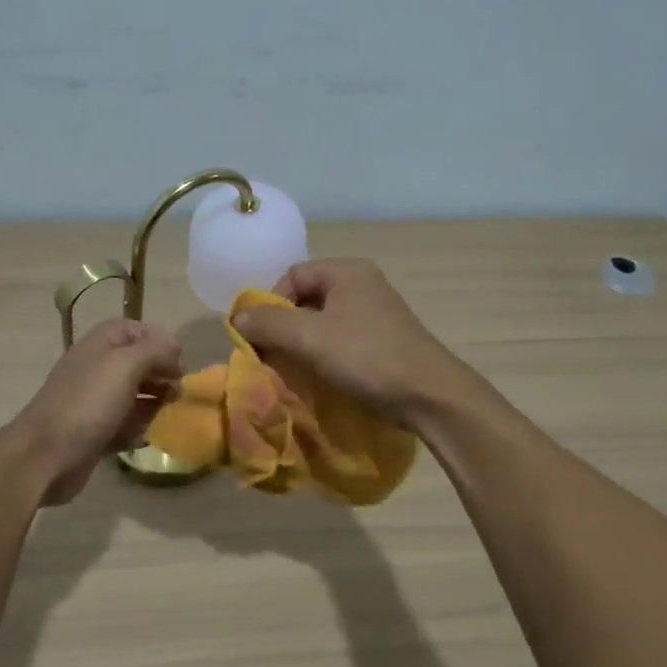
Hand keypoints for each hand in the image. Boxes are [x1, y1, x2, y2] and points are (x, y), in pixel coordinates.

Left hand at [6, 319, 182, 504]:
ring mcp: (95, 402)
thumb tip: (175, 354)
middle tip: (177, 391)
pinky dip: (137, 429)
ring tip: (166, 414)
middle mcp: (97, 369)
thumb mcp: (126, 365)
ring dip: (154, 403)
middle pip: (138, 363)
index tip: (179, 362)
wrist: (46, 455)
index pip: (134, 330)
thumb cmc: (88, 403)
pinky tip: (143, 437)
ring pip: (134, 396)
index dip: (159, 341)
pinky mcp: (95, 432)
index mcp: (100, 346)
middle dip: (161, 374)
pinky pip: (125, 425)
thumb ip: (155, 352)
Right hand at [229, 259, 462, 426]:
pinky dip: (322, 355)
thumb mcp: (310, 337)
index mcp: (347, 272)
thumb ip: (269, 323)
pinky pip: (340, 341)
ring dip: (301, 344)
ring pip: (322, 322)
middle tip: (271, 355)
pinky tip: (317, 376)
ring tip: (291, 369)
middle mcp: (362, 285)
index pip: (292, 275)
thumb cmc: (366, 356)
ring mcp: (375, 314)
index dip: (270, 302)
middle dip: (283, 326)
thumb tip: (237, 317)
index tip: (261, 335)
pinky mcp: (381, 341)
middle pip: (306, 298)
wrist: (428, 395)